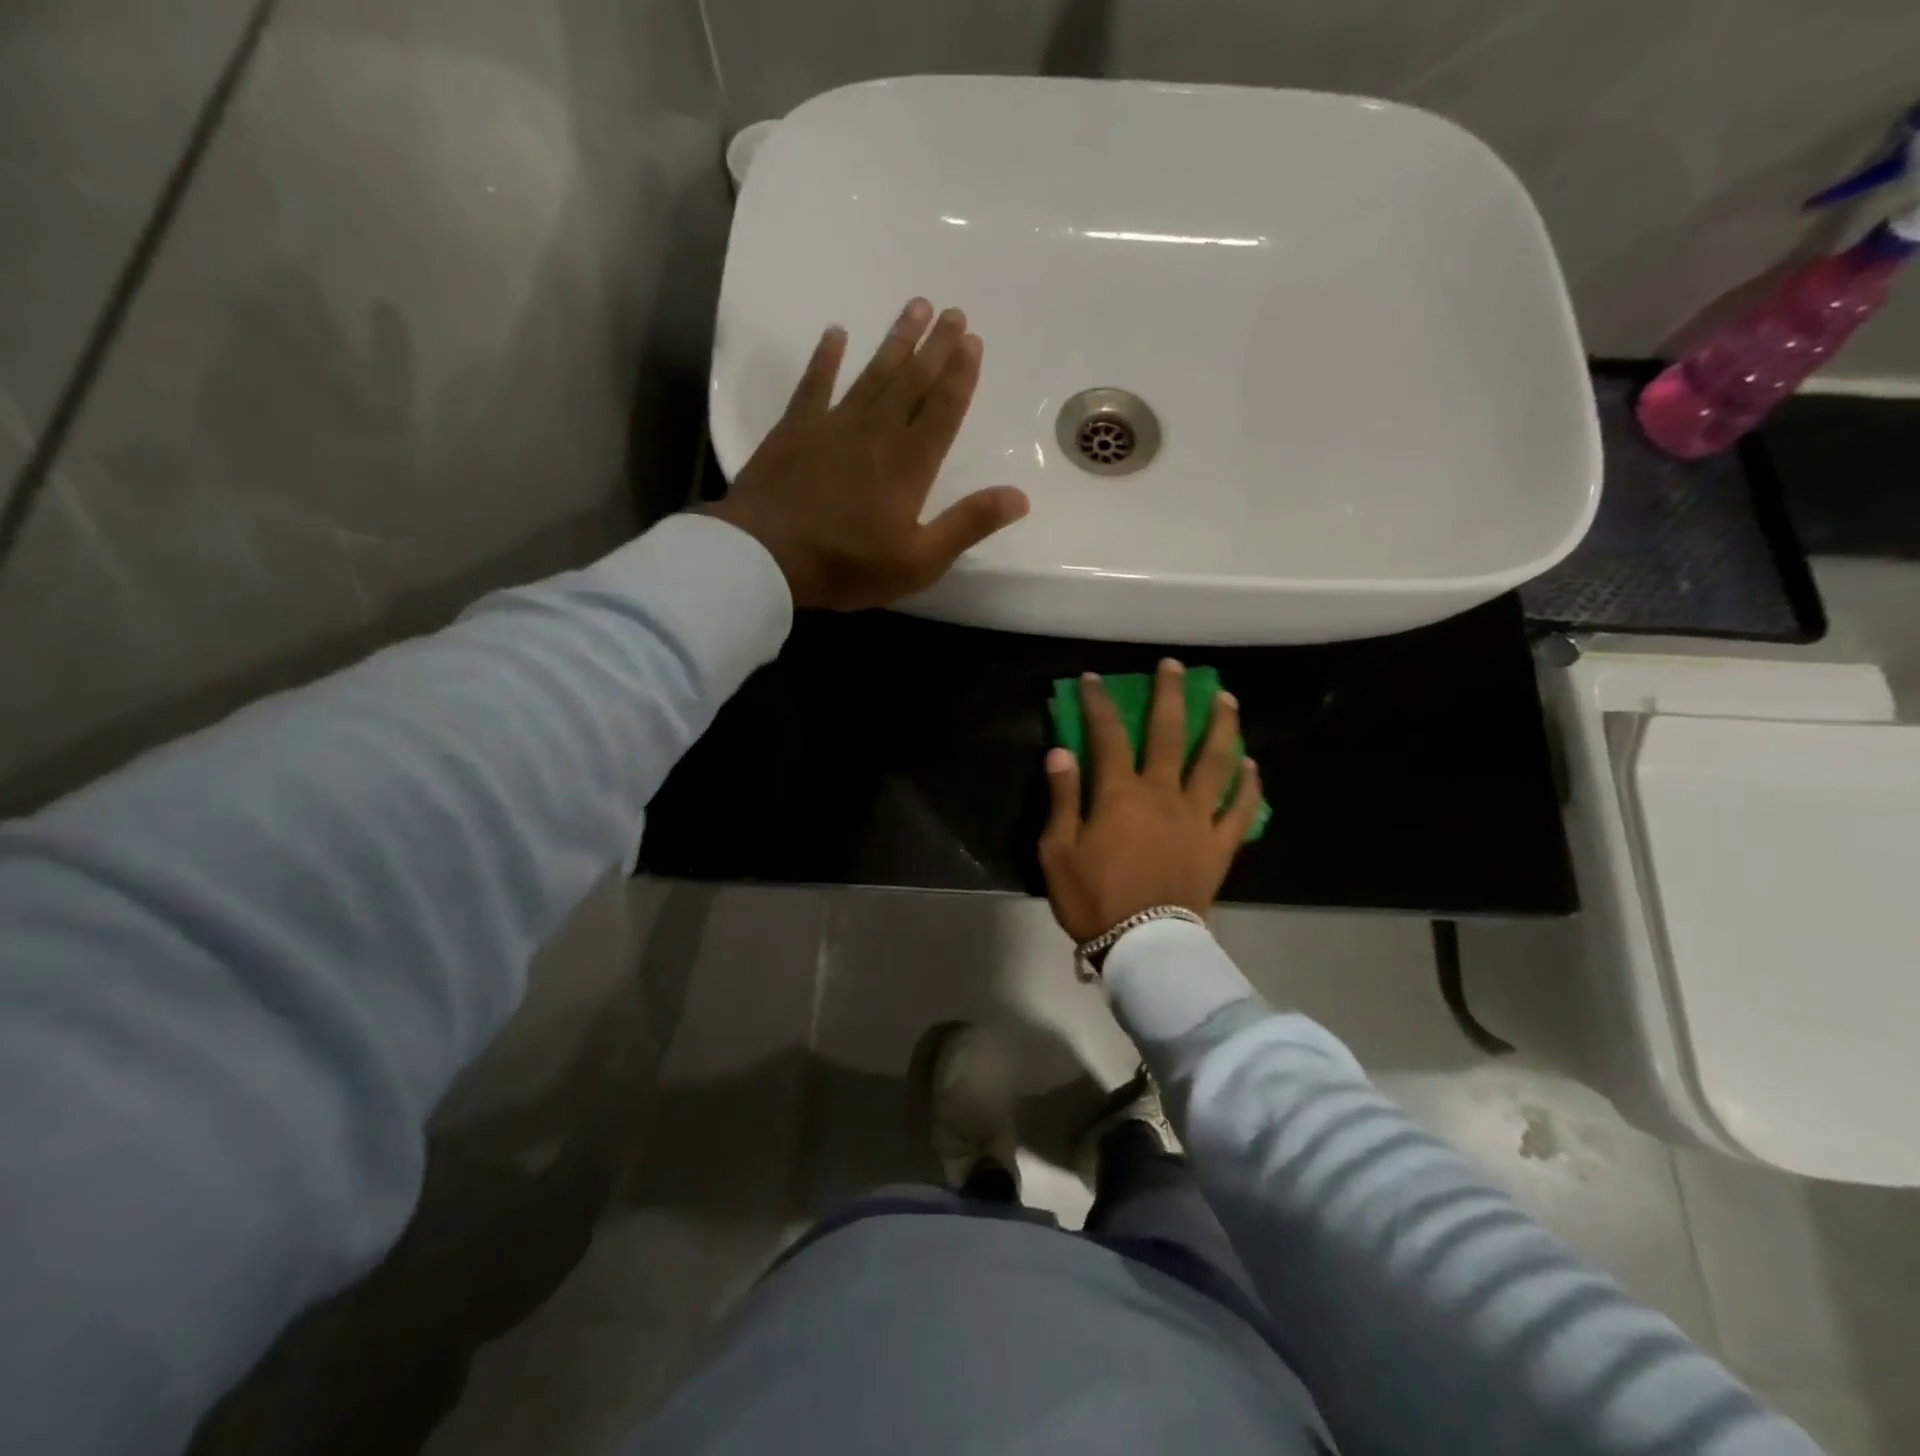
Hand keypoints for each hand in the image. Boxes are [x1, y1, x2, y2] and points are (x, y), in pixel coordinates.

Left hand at [702, 298, 1030, 610]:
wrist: (765, 557)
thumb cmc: (847, 566)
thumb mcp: (919, 561)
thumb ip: (967, 525)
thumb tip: (1019, 496)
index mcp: (909, 465)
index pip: (943, 410)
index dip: (960, 375)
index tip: (973, 339)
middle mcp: (876, 433)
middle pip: (912, 381)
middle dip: (935, 347)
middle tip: (953, 312)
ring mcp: (832, 426)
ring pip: (872, 374)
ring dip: (895, 341)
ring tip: (915, 307)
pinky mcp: (794, 430)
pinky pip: (814, 385)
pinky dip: (825, 358)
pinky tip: (836, 333)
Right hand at [1039, 659, 1262, 942]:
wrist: (1144, 945)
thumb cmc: (1093, 898)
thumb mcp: (1058, 850)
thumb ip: (1062, 798)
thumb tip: (1061, 751)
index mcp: (1121, 793)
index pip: (1108, 734)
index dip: (1099, 703)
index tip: (1093, 679)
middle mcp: (1164, 793)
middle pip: (1171, 733)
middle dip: (1171, 695)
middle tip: (1174, 666)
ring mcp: (1198, 817)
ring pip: (1216, 762)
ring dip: (1222, 726)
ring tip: (1226, 699)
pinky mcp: (1220, 845)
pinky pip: (1239, 809)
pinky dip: (1248, 785)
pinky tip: (1251, 765)